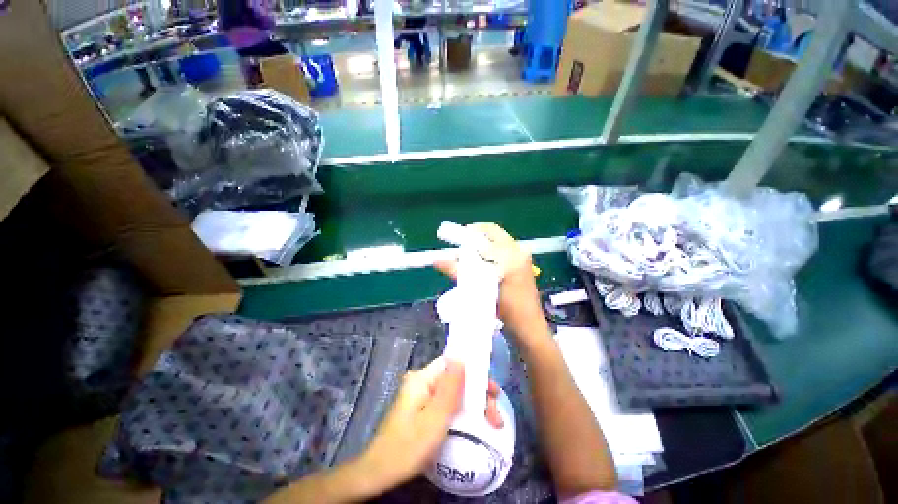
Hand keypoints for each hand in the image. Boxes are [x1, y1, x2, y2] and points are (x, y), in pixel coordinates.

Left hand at [358, 358, 504, 490]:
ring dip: (473, 405)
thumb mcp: (435, 417)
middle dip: (477, 394)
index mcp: (422, 378)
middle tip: (495, 415)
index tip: (491, 390)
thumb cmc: (409, 446)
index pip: (452, 364)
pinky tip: (475, 425)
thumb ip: (450, 386)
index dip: (474, 372)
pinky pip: (446, 404)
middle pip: (455, 379)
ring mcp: (421, 396)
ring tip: (492, 423)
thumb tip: (461, 357)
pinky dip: (462, 412)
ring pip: (453, 393)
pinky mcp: (422, 410)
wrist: (380, 473)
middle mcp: (421, 382)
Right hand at [434, 223, 549, 342]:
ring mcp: (522, 259)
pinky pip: (502, 254)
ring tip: (467, 259)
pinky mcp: (521, 267)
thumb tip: (437, 260)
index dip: (471, 232)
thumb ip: (458, 271)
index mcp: (512, 254)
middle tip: (460, 249)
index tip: (457, 238)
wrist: (528, 327)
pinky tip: (479, 266)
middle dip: (475, 240)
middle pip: (494, 236)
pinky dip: (489, 257)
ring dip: (481, 249)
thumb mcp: (480, 288)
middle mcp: (519, 252)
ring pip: (497, 245)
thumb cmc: (507, 308)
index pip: (490, 231)